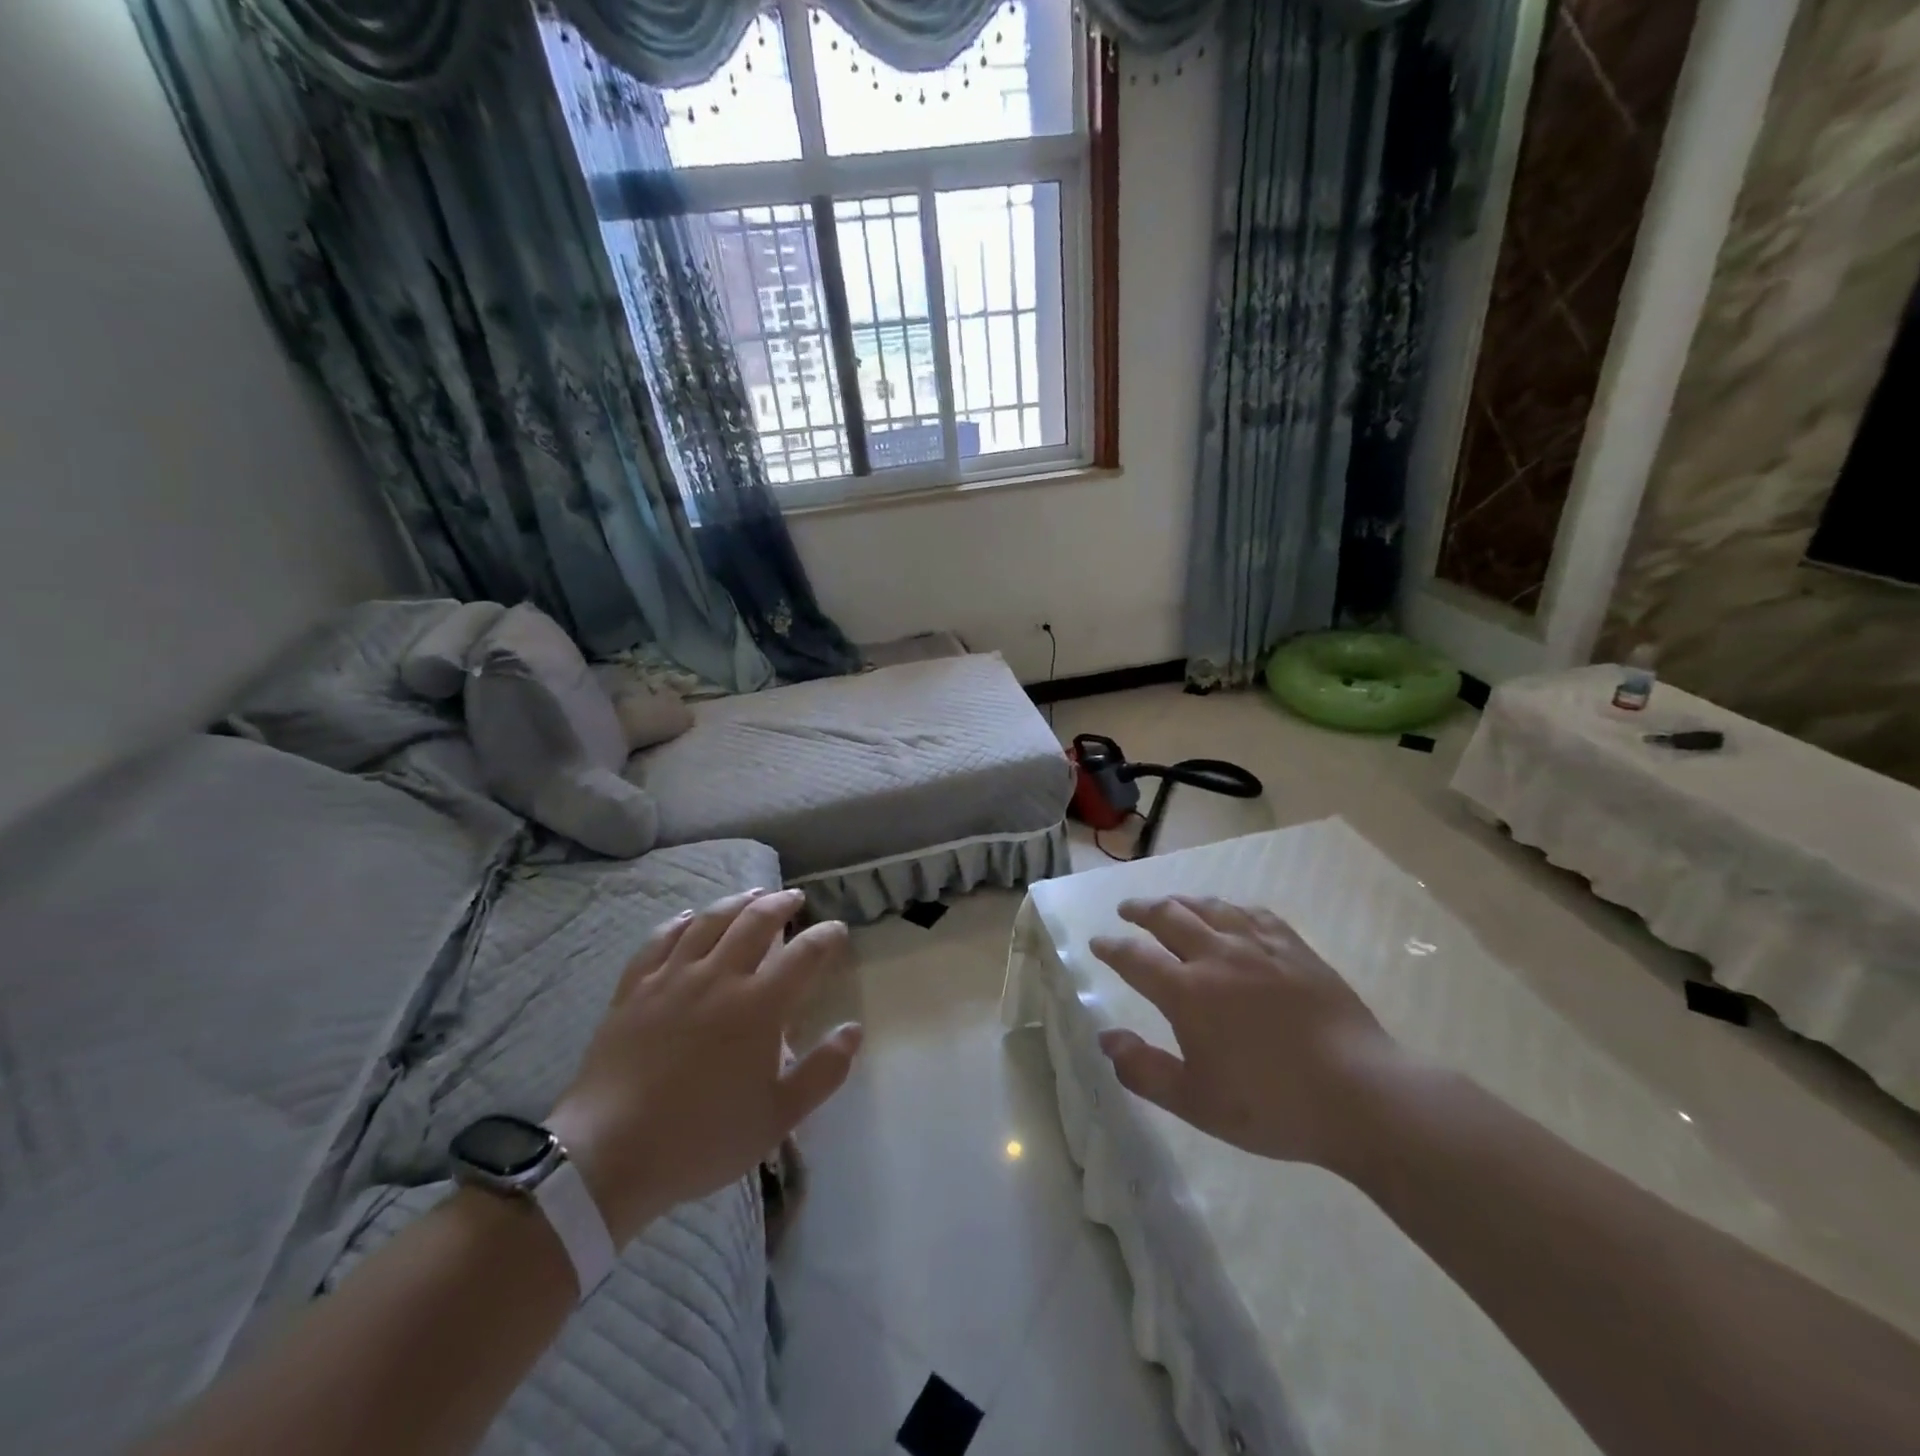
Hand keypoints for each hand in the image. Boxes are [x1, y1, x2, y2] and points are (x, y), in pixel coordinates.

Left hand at [547, 888, 860, 1244]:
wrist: (608, 1155)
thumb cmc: (702, 1138)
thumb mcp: (778, 1117)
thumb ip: (823, 1072)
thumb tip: (854, 1030)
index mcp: (759, 1006)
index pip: (804, 954)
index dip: (826, 936)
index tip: (837, 930)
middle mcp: (719, 977)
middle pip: (756, 921)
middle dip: (782, 904)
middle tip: (795, 898)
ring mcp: (672, 978)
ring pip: (710, 920)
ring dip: (737, 902)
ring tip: (753, 894)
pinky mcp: (635, 988)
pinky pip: (660, 939)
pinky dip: (680, 922)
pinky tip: (688, 917)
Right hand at [1090, 896, 1407, 1171]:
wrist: (1361, 1095)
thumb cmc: (1272, 1105)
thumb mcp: (1196, 1102)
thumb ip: (1143, 1070)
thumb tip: (1106, 1038)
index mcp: (1187, 992)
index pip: (1135, 958)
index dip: (1111, 948)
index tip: (1098, 943)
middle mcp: (1217, 956)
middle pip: (1169, 916)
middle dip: (1141, 910)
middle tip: (1127, 910)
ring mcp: (1259, 947)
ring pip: (1210, 908)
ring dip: (1181, 902)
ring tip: (1170, 904)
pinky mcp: (1295, 949)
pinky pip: (1254, 914)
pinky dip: (1230, 909)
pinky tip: (1230, 914)